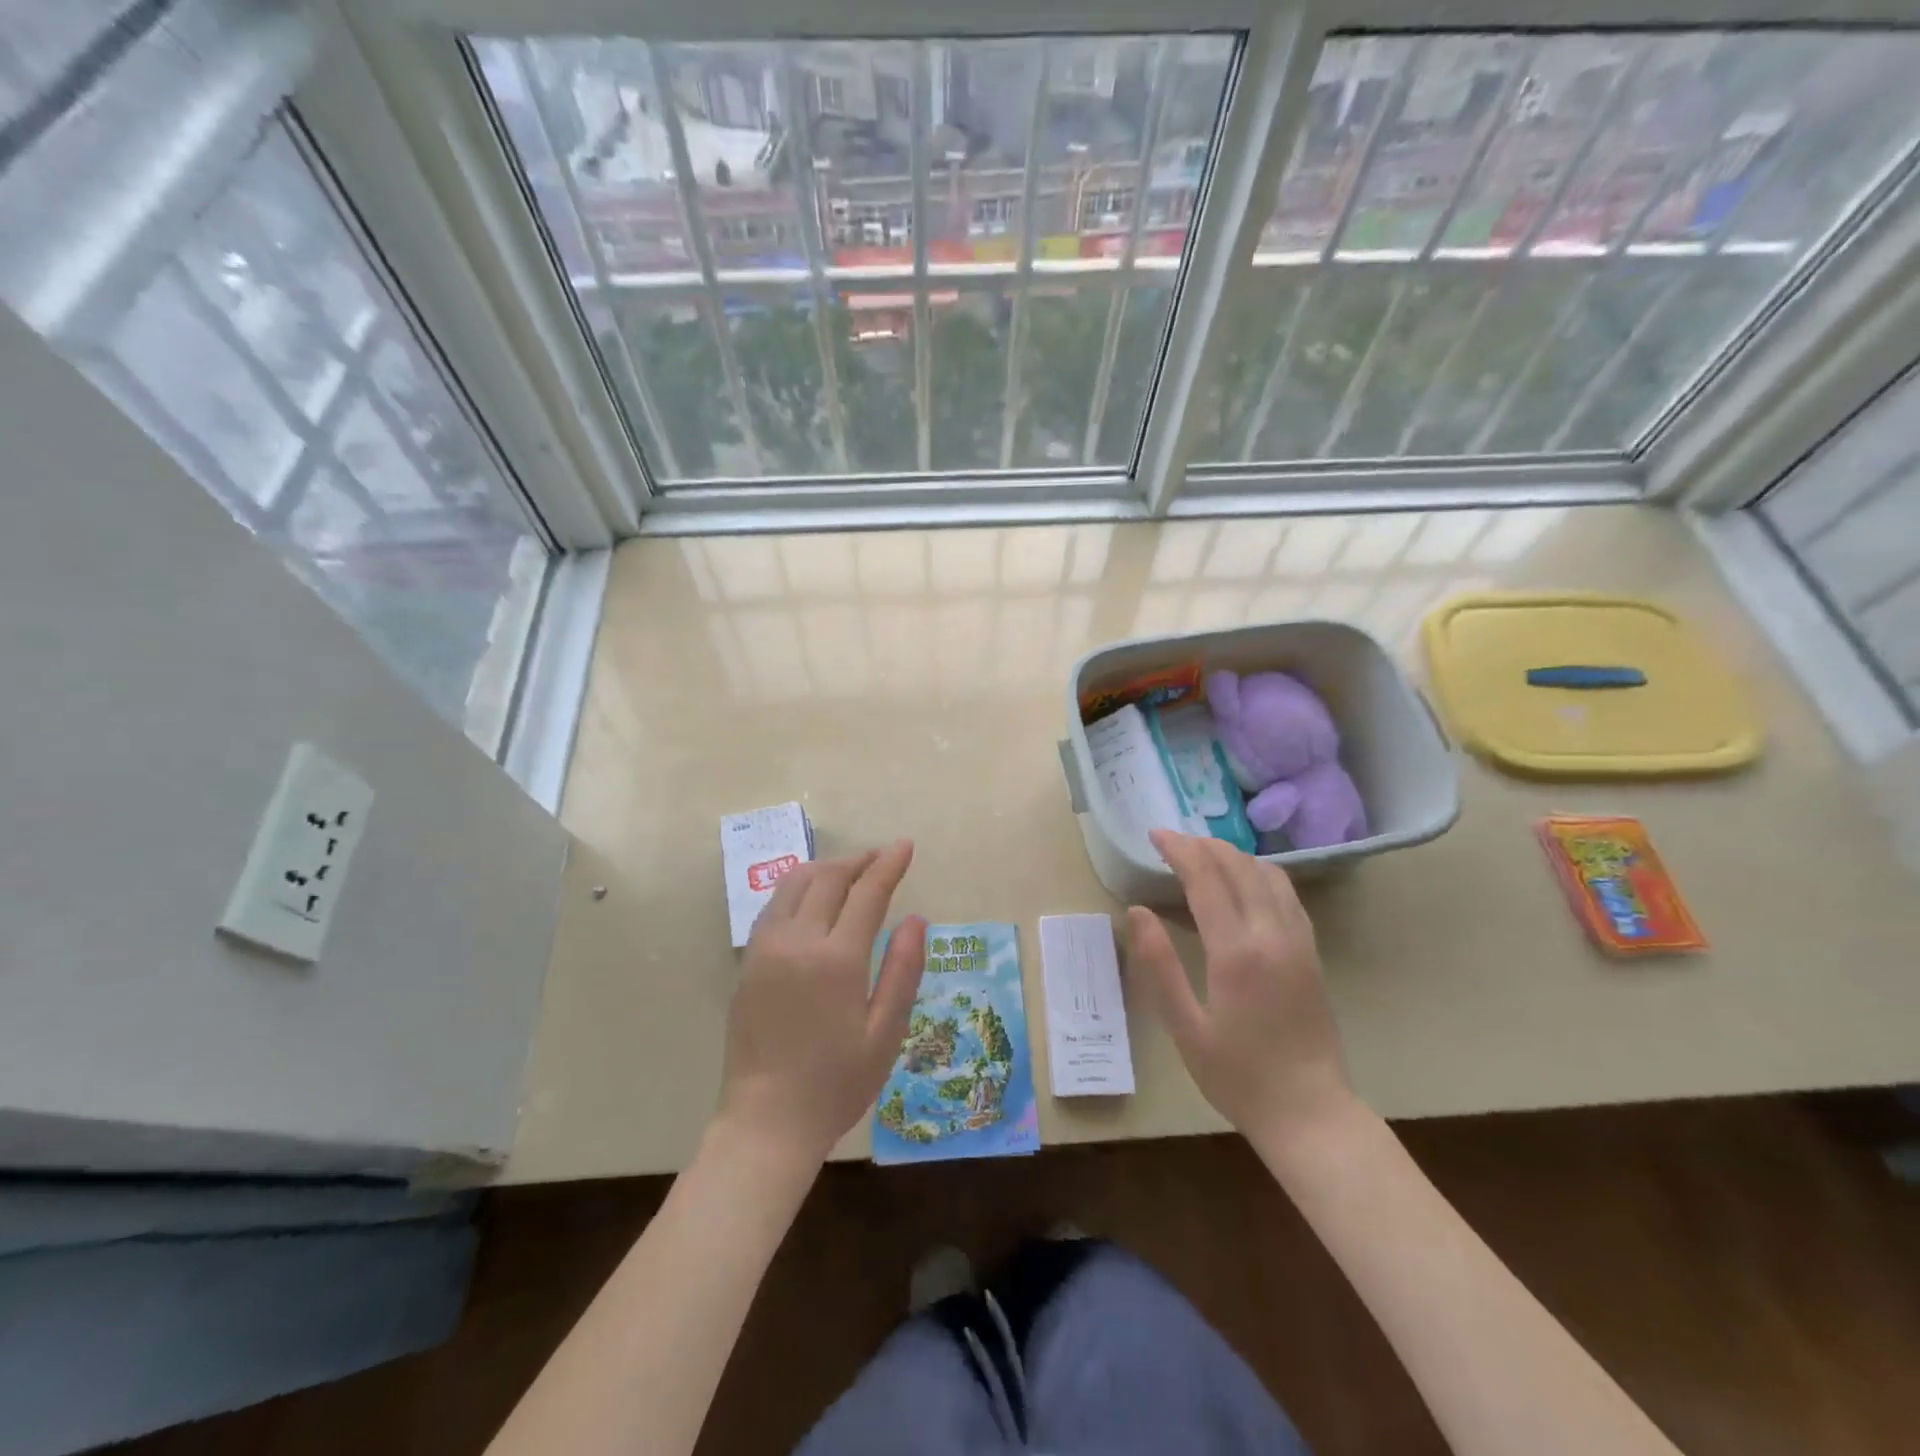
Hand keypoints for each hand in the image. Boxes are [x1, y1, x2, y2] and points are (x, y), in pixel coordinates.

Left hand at [717, 841, 926, 1164]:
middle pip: (828, 878)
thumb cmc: (835, 1084)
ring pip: (795, 884)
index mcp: (836, 959)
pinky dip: (799, 888)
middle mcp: (796, 941)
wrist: (765, 1123)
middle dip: (859, 860)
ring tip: (851, 870)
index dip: (888, 865)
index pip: (866, 893)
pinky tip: (813, 898)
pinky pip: (775, 906)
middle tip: (882, 856)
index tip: (905, 845)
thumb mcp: (884, 1033)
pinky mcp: (748, 962)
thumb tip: (915, 919)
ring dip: (826, 868)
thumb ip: (902, 970)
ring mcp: (765, 949)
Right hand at [1127, 831, 1356, 1144]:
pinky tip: (1242, 882)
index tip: (1154, 836)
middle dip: (1203, 845)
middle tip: (1171, 842)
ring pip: (1267, 874)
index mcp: (1237, 952)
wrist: (1310, 1113)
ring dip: (1232, 855)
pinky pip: (1286, 894)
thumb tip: (1138, 911)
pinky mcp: (1311, 952)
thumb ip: (1159, 965)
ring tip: (1202, 855)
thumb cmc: (1238, 1076)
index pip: (1206, 878)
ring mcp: (1298, 941)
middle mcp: (1272, 934)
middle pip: (1238, 867)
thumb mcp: (1185, 1028)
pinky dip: (1259, 873)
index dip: (1179, 850)